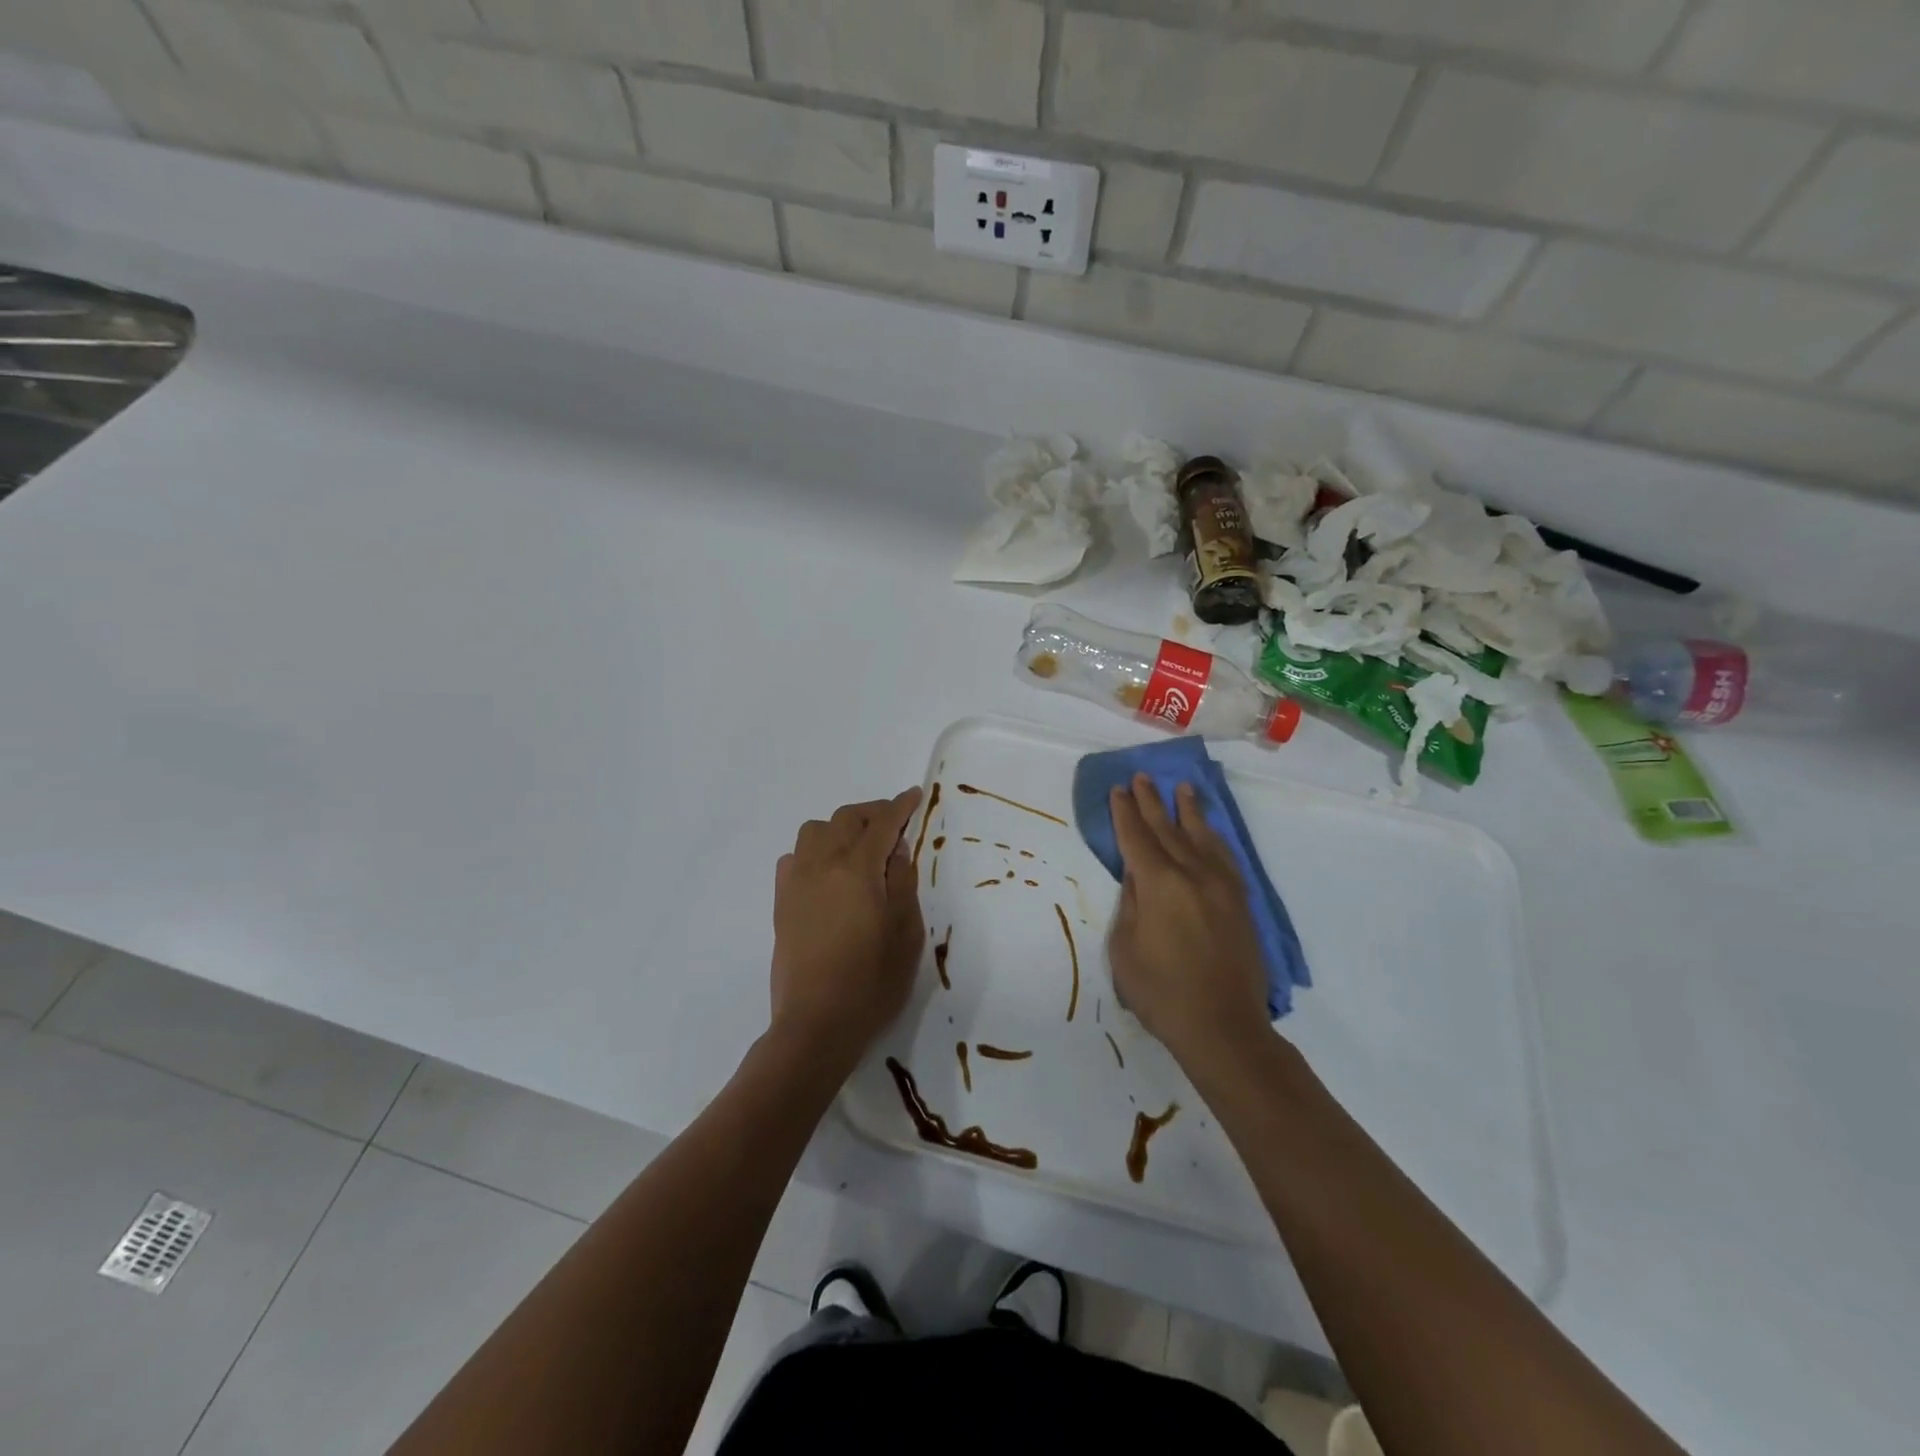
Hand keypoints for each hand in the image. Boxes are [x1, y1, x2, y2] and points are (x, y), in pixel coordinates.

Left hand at [770, 787, 924, 1070]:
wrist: (816, 1023)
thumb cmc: (872, 982)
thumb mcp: (906, 933)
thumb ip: (902, 883)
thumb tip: (896, 850)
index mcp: (858, 870)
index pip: (882, 824)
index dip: (900, 806)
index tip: (914, 795)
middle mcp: (822, 865)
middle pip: (846, 818)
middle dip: (872, 813)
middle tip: (893, 825)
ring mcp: (797, 882)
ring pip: (815, 831)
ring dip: (840, 828)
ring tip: (859, 848)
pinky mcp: (781, 902)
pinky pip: (795, 857)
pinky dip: (814, 851)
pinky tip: (827, 872)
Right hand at [1107, 774, 1271, 1065]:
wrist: (1222, 1027)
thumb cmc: (1161, 992)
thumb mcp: (1125, 948)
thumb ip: (1131, 904)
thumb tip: (1138, 877)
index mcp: (1159, 884)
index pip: (1137, 837)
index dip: (1125, 812)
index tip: (1119, 789)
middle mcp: (1192, 874)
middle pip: (1168, 829)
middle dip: (1152, 803)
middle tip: (1142, 778)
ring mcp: (1221, 886)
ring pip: (1202, 837)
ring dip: (1188, 811)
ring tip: (1181, 788)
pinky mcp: (1240, 902)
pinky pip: (1225, 857)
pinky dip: (1214, 838)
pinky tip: (1209, 831)